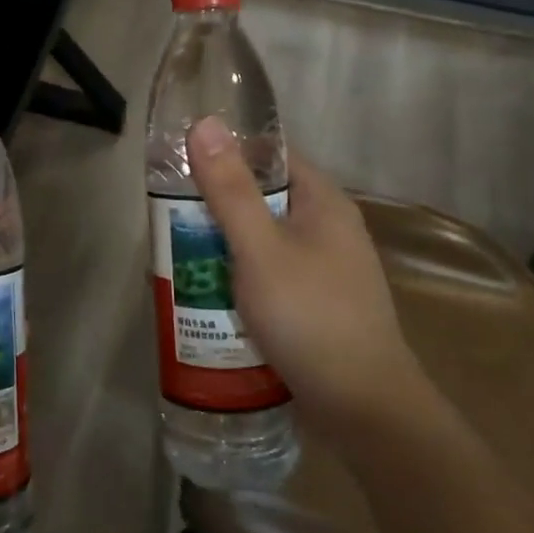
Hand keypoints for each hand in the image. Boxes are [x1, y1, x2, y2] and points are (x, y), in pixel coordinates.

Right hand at [186, 116, 427, 443]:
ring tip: (179, 255)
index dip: (228, 153)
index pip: (272, 155)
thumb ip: (230, 189)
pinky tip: (211, 295)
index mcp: (323, 201)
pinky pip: (271, 276)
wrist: (364, 409)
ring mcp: (325, 269)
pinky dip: (241, 278)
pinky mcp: (317, 305)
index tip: (181, 164)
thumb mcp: (260, 249)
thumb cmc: (310, 315)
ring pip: (264, 241)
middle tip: (169, 215)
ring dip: (226, 246)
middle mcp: (329, 228)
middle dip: (218, 206)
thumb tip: (204, 123)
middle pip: (264, 199)